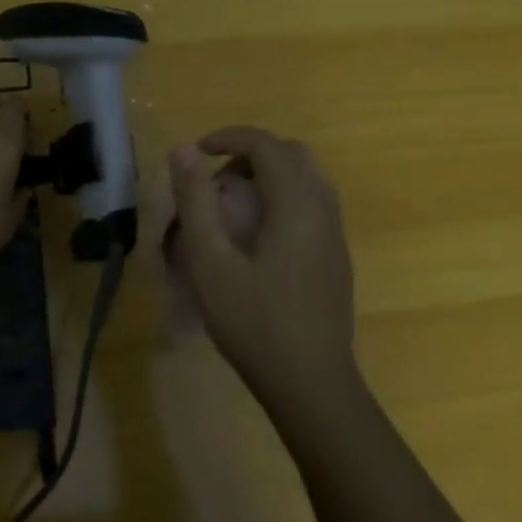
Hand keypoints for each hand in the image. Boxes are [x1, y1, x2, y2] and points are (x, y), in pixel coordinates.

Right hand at [167, 127, 357, 411]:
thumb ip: (195, 200)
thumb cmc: (254, 321)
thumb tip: (184, 150)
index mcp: (296, 203)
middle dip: (250, 154)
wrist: (312, 384)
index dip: (228, 137)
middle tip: (216, 182)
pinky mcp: (337, 256)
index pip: (265, 144)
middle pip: (291, 154)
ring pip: (306, 178)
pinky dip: (282, 197)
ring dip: (268, 176)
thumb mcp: (209, 261)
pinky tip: (256, 237)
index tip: (197, 152)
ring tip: (232, 207)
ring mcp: (335, 233)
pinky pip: (312, 203)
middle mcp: (323, 208)